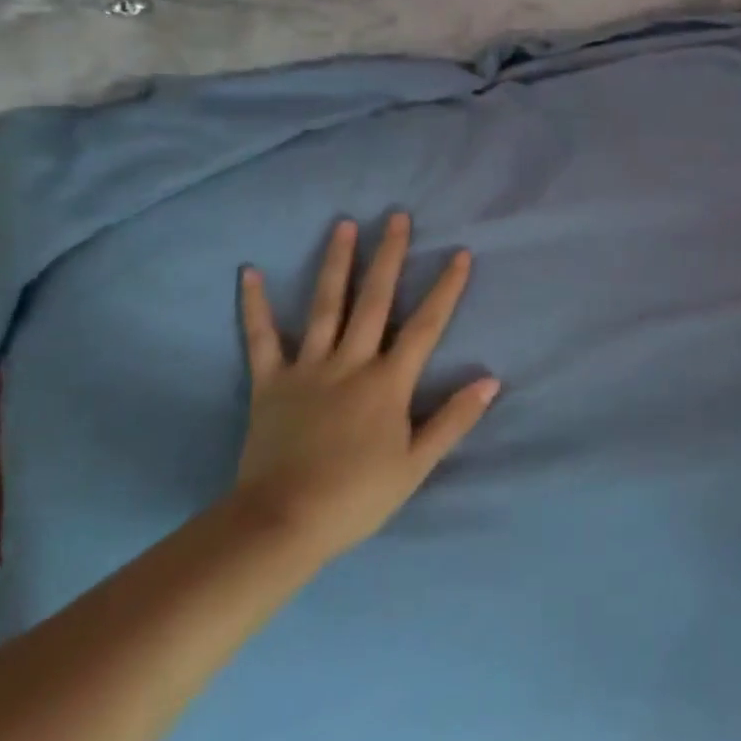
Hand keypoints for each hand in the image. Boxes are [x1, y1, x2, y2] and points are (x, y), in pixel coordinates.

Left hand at [233, 212, 497, 563]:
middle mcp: (351, 363)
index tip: (459, 253)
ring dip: (336, 263)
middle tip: (397, 217)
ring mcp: (308, 369)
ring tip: (344, 225)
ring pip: (326, 306)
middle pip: (375, 301)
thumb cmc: (357, 496)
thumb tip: (492, 381)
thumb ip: (454, 419)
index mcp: (389, 382)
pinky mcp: (270, 383)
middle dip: (390, 256)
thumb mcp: (417, 464)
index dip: (445, 288)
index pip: (426, 325)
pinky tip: (249, 272)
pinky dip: (255, 306)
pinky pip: (261, 338)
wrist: (283, 523)